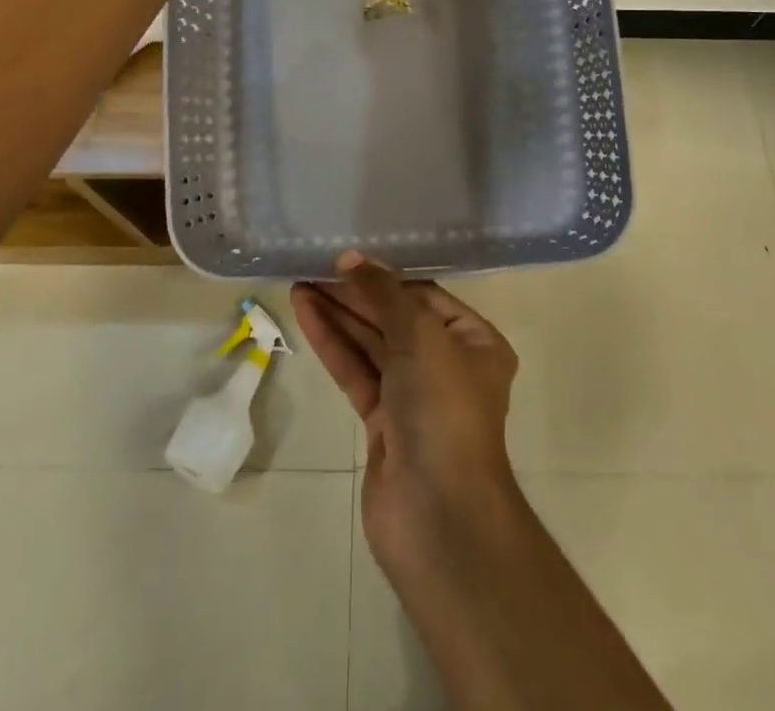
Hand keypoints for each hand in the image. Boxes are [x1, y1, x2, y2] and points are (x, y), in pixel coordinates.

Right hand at [293, 252, 520, 574]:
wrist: (438, 515)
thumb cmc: (443, 409)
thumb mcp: (420, 336)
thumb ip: (383, 293)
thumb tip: (351, 258)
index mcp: (475, 342)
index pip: (425, 296)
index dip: (386, 276)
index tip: (346, 260)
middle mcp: (448, 365)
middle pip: (395, 318)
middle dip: (356, 295)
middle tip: (314, 268)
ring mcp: (414, 397)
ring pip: (372, 344)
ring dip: (338, 316)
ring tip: (299, 284)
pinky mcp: (383, 424)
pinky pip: (356, 372)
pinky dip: (333, 345)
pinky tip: (306, 315)